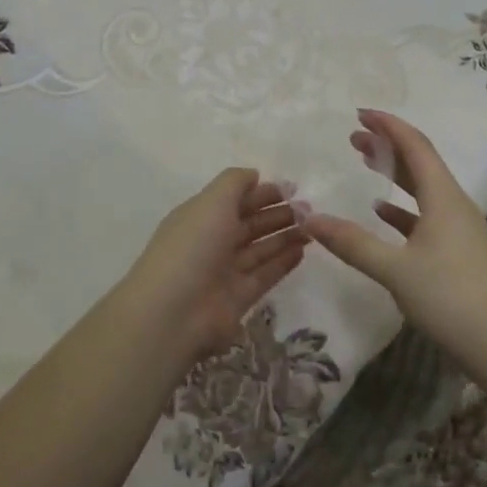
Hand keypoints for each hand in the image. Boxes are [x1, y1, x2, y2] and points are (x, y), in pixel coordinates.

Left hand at [125, 169, 307, 365]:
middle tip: (309, 208)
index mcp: (201, 216)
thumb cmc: (193, 246)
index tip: (292, 188)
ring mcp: (225, 271)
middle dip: (277, 213)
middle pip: (249, 223)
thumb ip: (235, 182)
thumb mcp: (212, 201)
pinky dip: (283, 262)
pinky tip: (303, 250)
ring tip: (313, 226)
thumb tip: (254, 175)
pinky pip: (265, 275)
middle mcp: (212, 241)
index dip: (262, 192)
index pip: (235, 199)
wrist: (174, 312)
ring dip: (285, 236)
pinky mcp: (239, 298)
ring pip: (260, 249)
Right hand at [304, 110, 486, 367]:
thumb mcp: (395, 270)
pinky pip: (427, 214)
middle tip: (354, 137)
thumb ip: (352, 243)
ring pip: (423, 188)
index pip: (415, 145)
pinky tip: (383, 214)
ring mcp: (461, 228)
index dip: (388, 125)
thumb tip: (308, 219)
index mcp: (443, 196)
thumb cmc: (451, 299)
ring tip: (366, 163)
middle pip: (419, 162)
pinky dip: (403, 208)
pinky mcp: (461, 251)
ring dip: (395, 173)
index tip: (359, 113)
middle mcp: (454, 203)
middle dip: (387, 145)